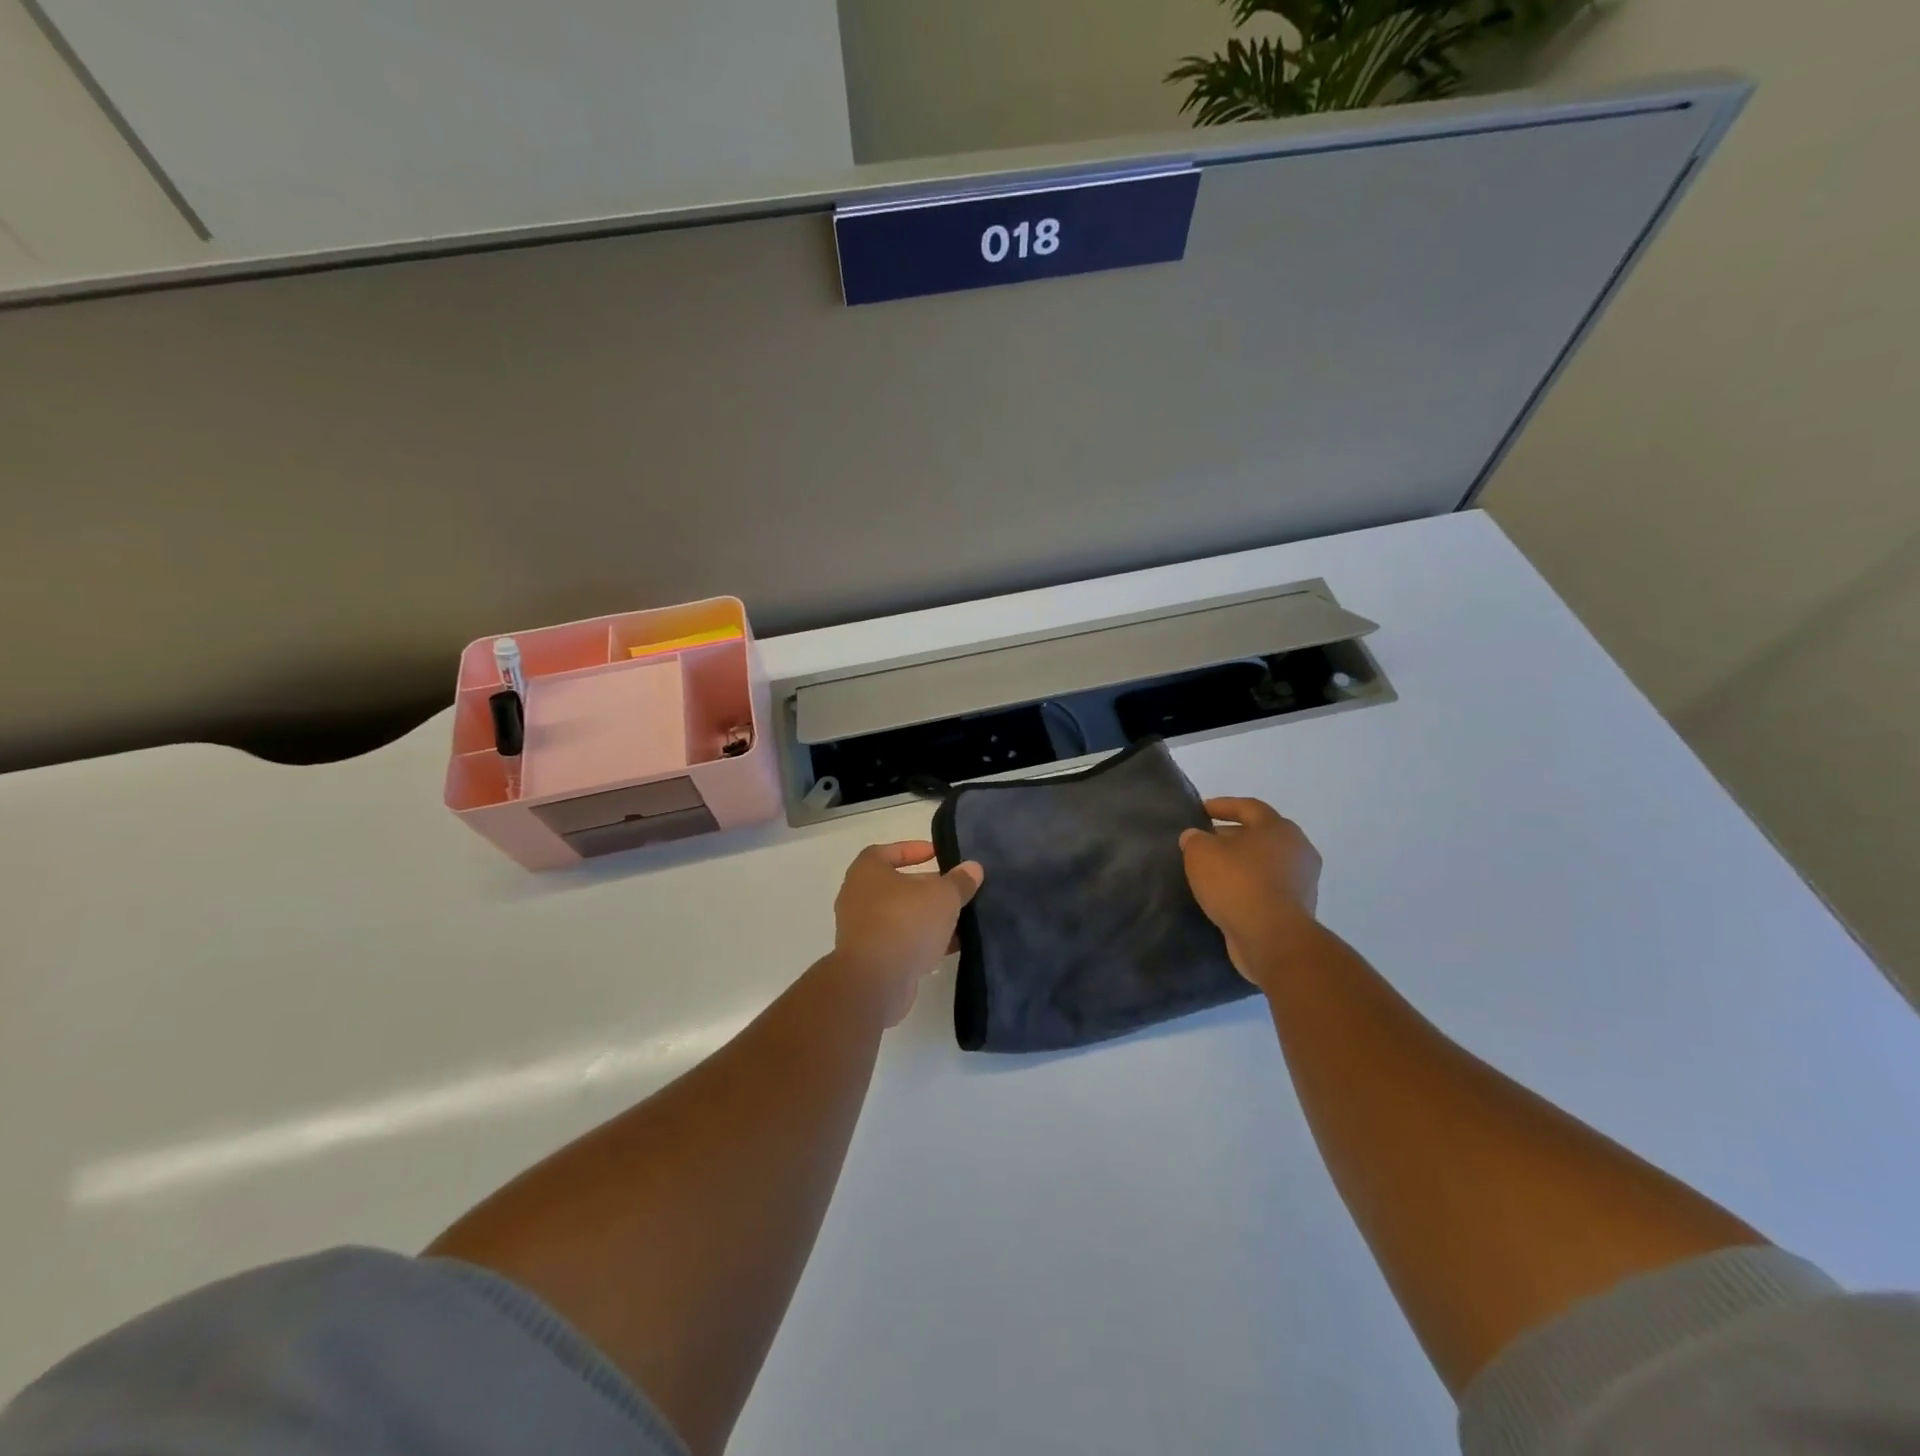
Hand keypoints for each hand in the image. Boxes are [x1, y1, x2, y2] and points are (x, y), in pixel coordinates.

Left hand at [831, 841, 983, 1026]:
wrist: (875, 981)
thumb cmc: (905, 922)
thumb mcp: (943, 896)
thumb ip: (959, 881)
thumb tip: (973, 868)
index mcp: (866, 872)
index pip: (886, 852)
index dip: (911, 850)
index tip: (936, 854)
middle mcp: (858, 897)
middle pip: (896, 886)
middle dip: (926, 887)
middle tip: (954, 889)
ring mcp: (861, 930)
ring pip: (900, 916)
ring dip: (927, 917)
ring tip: (958, 918)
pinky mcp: (870, 959)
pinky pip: (899, 942)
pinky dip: (921, 942)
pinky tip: (950, 946)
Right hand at [1180, 797, 1321, 988]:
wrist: (1272, 938)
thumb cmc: (1238, 884)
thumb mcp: (1201, 853)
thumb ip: (1195, 839)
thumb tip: (1196, 837)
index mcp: (1278, 827)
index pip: (1248, 806)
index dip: (1222, 806)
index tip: (1200, 811)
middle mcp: (1297, 849)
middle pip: (1259, 835)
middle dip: (1231, 837)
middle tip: (1204, 843)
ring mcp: (1302, 881)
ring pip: (1264, 864)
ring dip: (1241, 865)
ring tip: (1212, 872)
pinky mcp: (1298, 909)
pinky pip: (1267, 889)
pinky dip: (1249, 888)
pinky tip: (1227, 896)